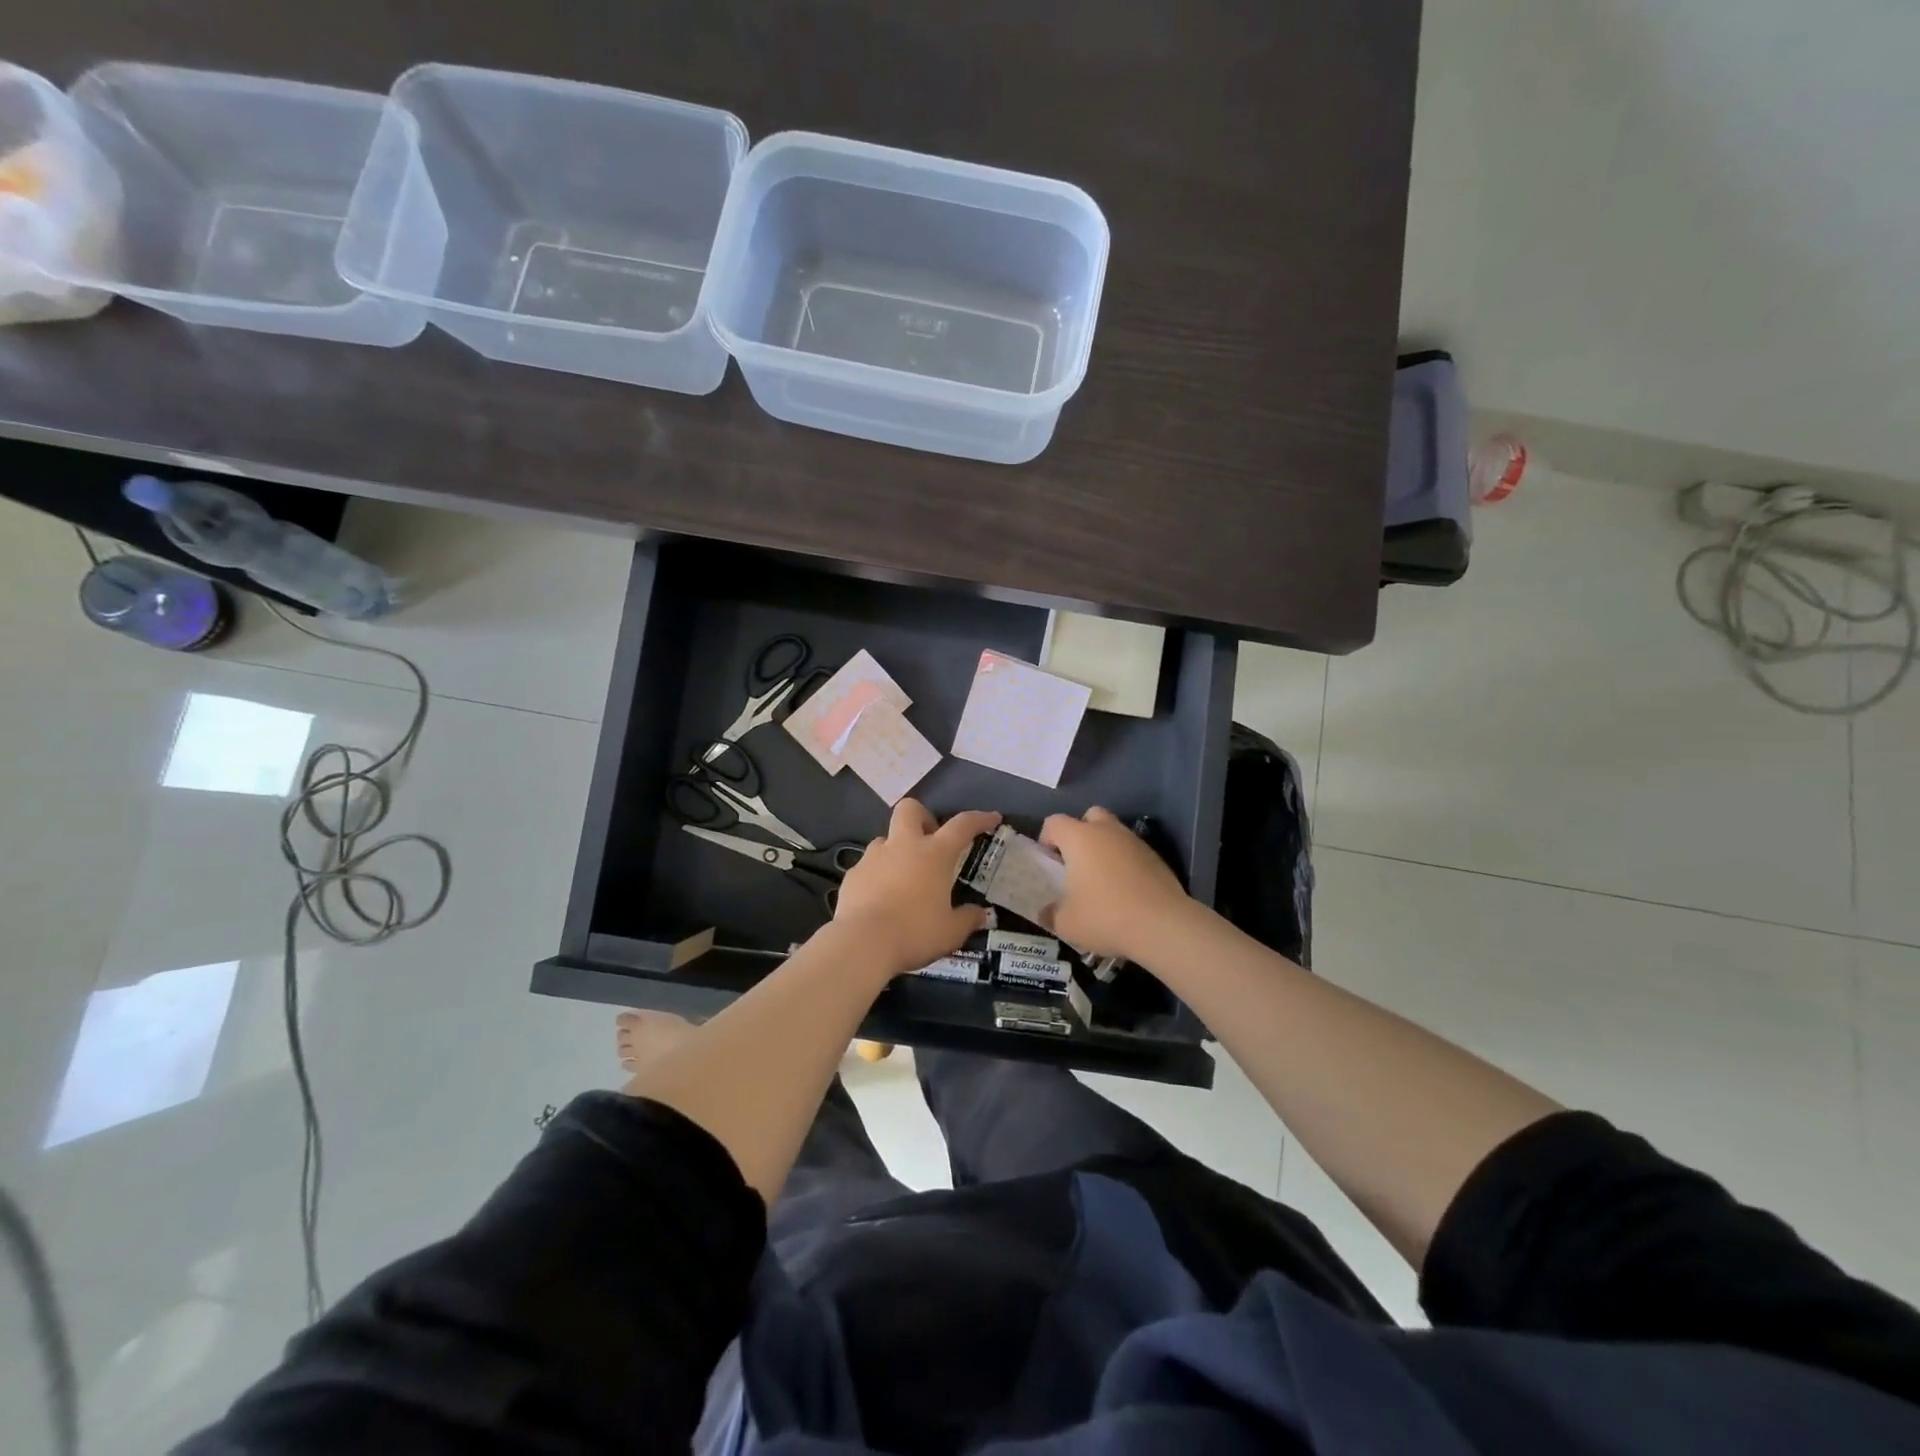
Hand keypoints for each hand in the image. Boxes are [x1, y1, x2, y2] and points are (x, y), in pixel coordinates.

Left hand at [833, 800, 1000, 974]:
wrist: (862, 943)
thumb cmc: (915, 932)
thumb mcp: (951, 932)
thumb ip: (968, 919)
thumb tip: (980, 913)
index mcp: (934, 854)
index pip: (962, 825)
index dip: (979, 819)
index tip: (991, 818)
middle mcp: (903, 846)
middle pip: (910, 810)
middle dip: (922, 817)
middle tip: (930, 840)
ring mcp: (873, 857)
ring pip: (886, 838)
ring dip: (897, 850)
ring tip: (904, 877)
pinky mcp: (853, 874)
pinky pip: (868, 866)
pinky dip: (877, 875)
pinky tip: (880, 898)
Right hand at [1039, 806, 1191, 960]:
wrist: (1163, 925)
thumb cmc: (1106, 916)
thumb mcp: (1067, 923)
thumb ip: (1051, 914)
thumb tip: (1046, 913)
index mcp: (1080, 838)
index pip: (1054, 822)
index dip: (1046, 838)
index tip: (1049, 862)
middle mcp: (1107, 832)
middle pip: (1090, 816)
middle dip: (1080, 833)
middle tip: (1076, 862)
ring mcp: (1135, 842)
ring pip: (1114, 833)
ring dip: (1105, 849)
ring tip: (1101, 880)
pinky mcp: (1156, 858)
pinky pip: (1132, 852)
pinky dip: (1125, 864)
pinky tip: (1125, 891)